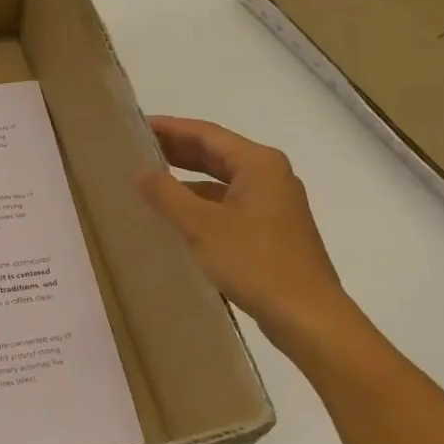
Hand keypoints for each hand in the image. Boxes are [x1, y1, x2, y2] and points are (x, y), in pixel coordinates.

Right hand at [138, 116, 364, 355]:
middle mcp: (270, 176)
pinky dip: (202, 204)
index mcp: (259, 164)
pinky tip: (177, 217)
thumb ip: (167, 194)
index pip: (206, 133)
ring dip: (188, 179)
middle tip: (137, 150)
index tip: (136, 126)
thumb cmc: (255, 262)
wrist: (307, 317)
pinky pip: (229, 204)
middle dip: (177, 150)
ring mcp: (274, 204)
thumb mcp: (201, 226)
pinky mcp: (272, 231)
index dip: (170, 128)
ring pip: (222, 180)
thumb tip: (141, 171)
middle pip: (216, 153)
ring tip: (150, 181)